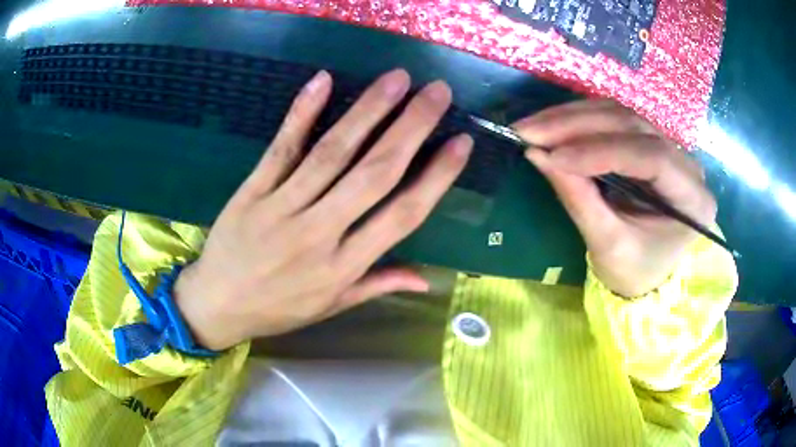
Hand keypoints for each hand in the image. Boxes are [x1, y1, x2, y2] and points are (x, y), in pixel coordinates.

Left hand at [174, 69, 471, 349]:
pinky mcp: (252, 191)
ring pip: (332, 153)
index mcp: (343, 267)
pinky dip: (301, 114)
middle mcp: (319, 233)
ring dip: (368, 112)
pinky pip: (281, 148)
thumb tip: (427, 279)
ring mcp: (282, 208)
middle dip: (411, 128)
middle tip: (437, 93)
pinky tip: (323, 81)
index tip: (461, 143)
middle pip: (373, 173)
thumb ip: (377, 285)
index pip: (402, 216)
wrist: (217, 305)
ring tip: (397, 80)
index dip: (436, 177)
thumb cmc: (277, 308)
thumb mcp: (330, 307)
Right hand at [514, 100, 715, 296]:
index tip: (554, 156)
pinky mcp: (649, 142)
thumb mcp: (608, 246)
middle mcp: (687, 164)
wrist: (647, 273)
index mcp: (693, 200)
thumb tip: (538, 155)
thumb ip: (579, 199)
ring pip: (620, 114)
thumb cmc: (634, 272)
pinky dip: (580, 119)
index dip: (602, 151)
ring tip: (534, 126)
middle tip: (529, 130)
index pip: (652, 158)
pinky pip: (614, 119)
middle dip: (577, 125)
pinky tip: (553, 124)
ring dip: (573, 116)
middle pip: (633, 125)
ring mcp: (669, 148)